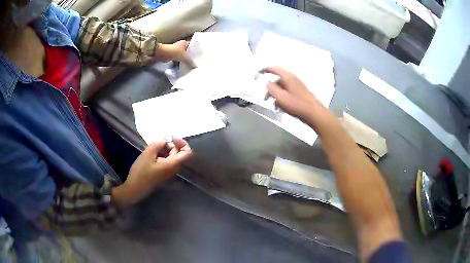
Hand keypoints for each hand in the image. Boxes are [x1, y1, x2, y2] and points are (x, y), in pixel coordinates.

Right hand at [112, 138, 192, 207]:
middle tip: (157, 143)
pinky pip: (167, 162)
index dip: (182, 143)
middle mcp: (174, 169)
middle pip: (179, 154)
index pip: (187, 153)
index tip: (171, 137)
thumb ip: (158, 144)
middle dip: (170, 145)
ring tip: (152, 149)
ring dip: (165, 150)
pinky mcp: (163, 174)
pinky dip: (162, 156)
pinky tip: (152, 155)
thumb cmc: (141, 172)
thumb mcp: (148, 154)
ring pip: (172, 157)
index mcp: (173, 164)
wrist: (135, 189)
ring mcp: (169, 173)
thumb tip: (165, 139)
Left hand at [158, 40, 195, 67]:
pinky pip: (179, 59)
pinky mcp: (172, 55)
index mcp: (185, 43)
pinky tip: (184, 65)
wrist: (161, 53)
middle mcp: (181, 45)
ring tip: (192, 64)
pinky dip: (181, 62)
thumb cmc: (173, 52)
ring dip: (186, 59)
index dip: (197, 50)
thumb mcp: (184, 57)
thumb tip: (195, 66)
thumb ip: (190, 62)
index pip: (193, 45)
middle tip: (197, 61)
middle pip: (188, 51)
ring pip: (183, 55)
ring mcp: (176, 50)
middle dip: (191, 55)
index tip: (200, 55)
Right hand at [264, 66, 323, 121]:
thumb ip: (272, 89)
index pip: (275, 68)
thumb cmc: (297, 105)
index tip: (258, 72)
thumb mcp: (281, 98)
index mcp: (288, 77)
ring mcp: (297, 86)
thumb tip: (267, 83)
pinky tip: (282, 106)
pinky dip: (282, 97)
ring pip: (282, 87)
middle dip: (270, 88)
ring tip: (274, 104)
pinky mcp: (300, 93)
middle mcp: (293, 79)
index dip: (265, 69)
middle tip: (265, 97)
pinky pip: (288, 92)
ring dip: (276, 94)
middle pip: (278, 80)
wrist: (315, 114)